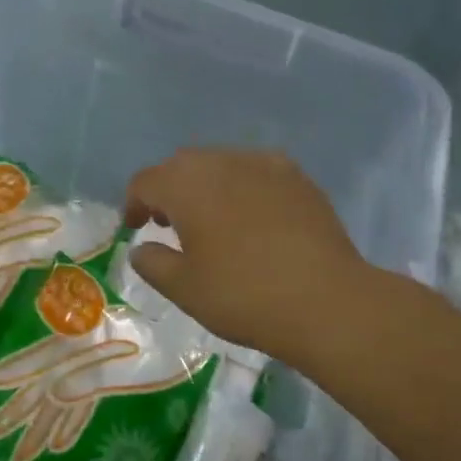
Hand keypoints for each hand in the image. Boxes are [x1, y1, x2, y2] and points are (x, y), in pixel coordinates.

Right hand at [123, 149, 372, 366]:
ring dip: (207, 187)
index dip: (134, 204)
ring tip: (213, 222)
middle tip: (169, 225)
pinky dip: (244, 189)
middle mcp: (223, 160)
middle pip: (183, 166)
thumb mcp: (184, 289)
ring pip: (222, 165)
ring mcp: (265, 164)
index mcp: (187, 183)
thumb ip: (153, 262)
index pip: (146, 181)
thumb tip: (142, 248)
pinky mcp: (298, 177)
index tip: (135, 229)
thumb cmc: (243, 295)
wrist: (326, 300)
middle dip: (170, 191)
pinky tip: (254, 220)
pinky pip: (257, 173)